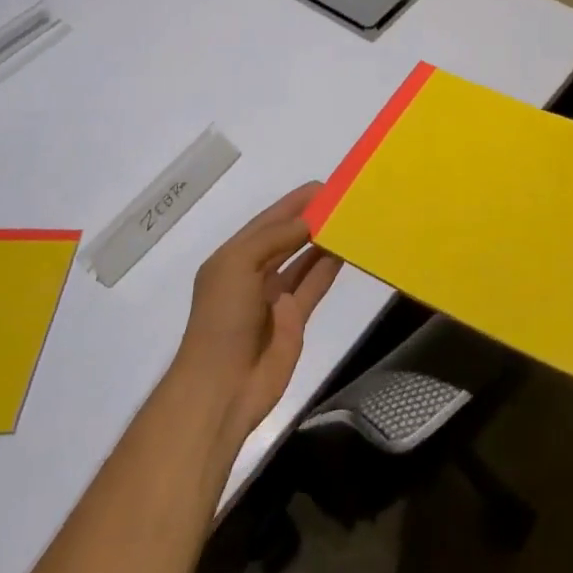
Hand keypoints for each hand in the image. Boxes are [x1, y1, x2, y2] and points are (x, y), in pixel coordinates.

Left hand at [176, 182, 342, 442]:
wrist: (223, 386)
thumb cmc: (223, 318)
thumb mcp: (237, 266)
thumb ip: (273, 238)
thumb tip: (307, 222)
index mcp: (233, 258)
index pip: (267, 222)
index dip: (292, 204)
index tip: (322, 186)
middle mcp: (253, 274)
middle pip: (286, 239)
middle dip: (310, 219)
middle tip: (342, 200)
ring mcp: (275, 298)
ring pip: (303, 261)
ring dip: (323, 242)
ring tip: (349, 220)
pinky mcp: (295, 319)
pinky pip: (314, 285)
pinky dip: (328, 268)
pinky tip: (346, 251)